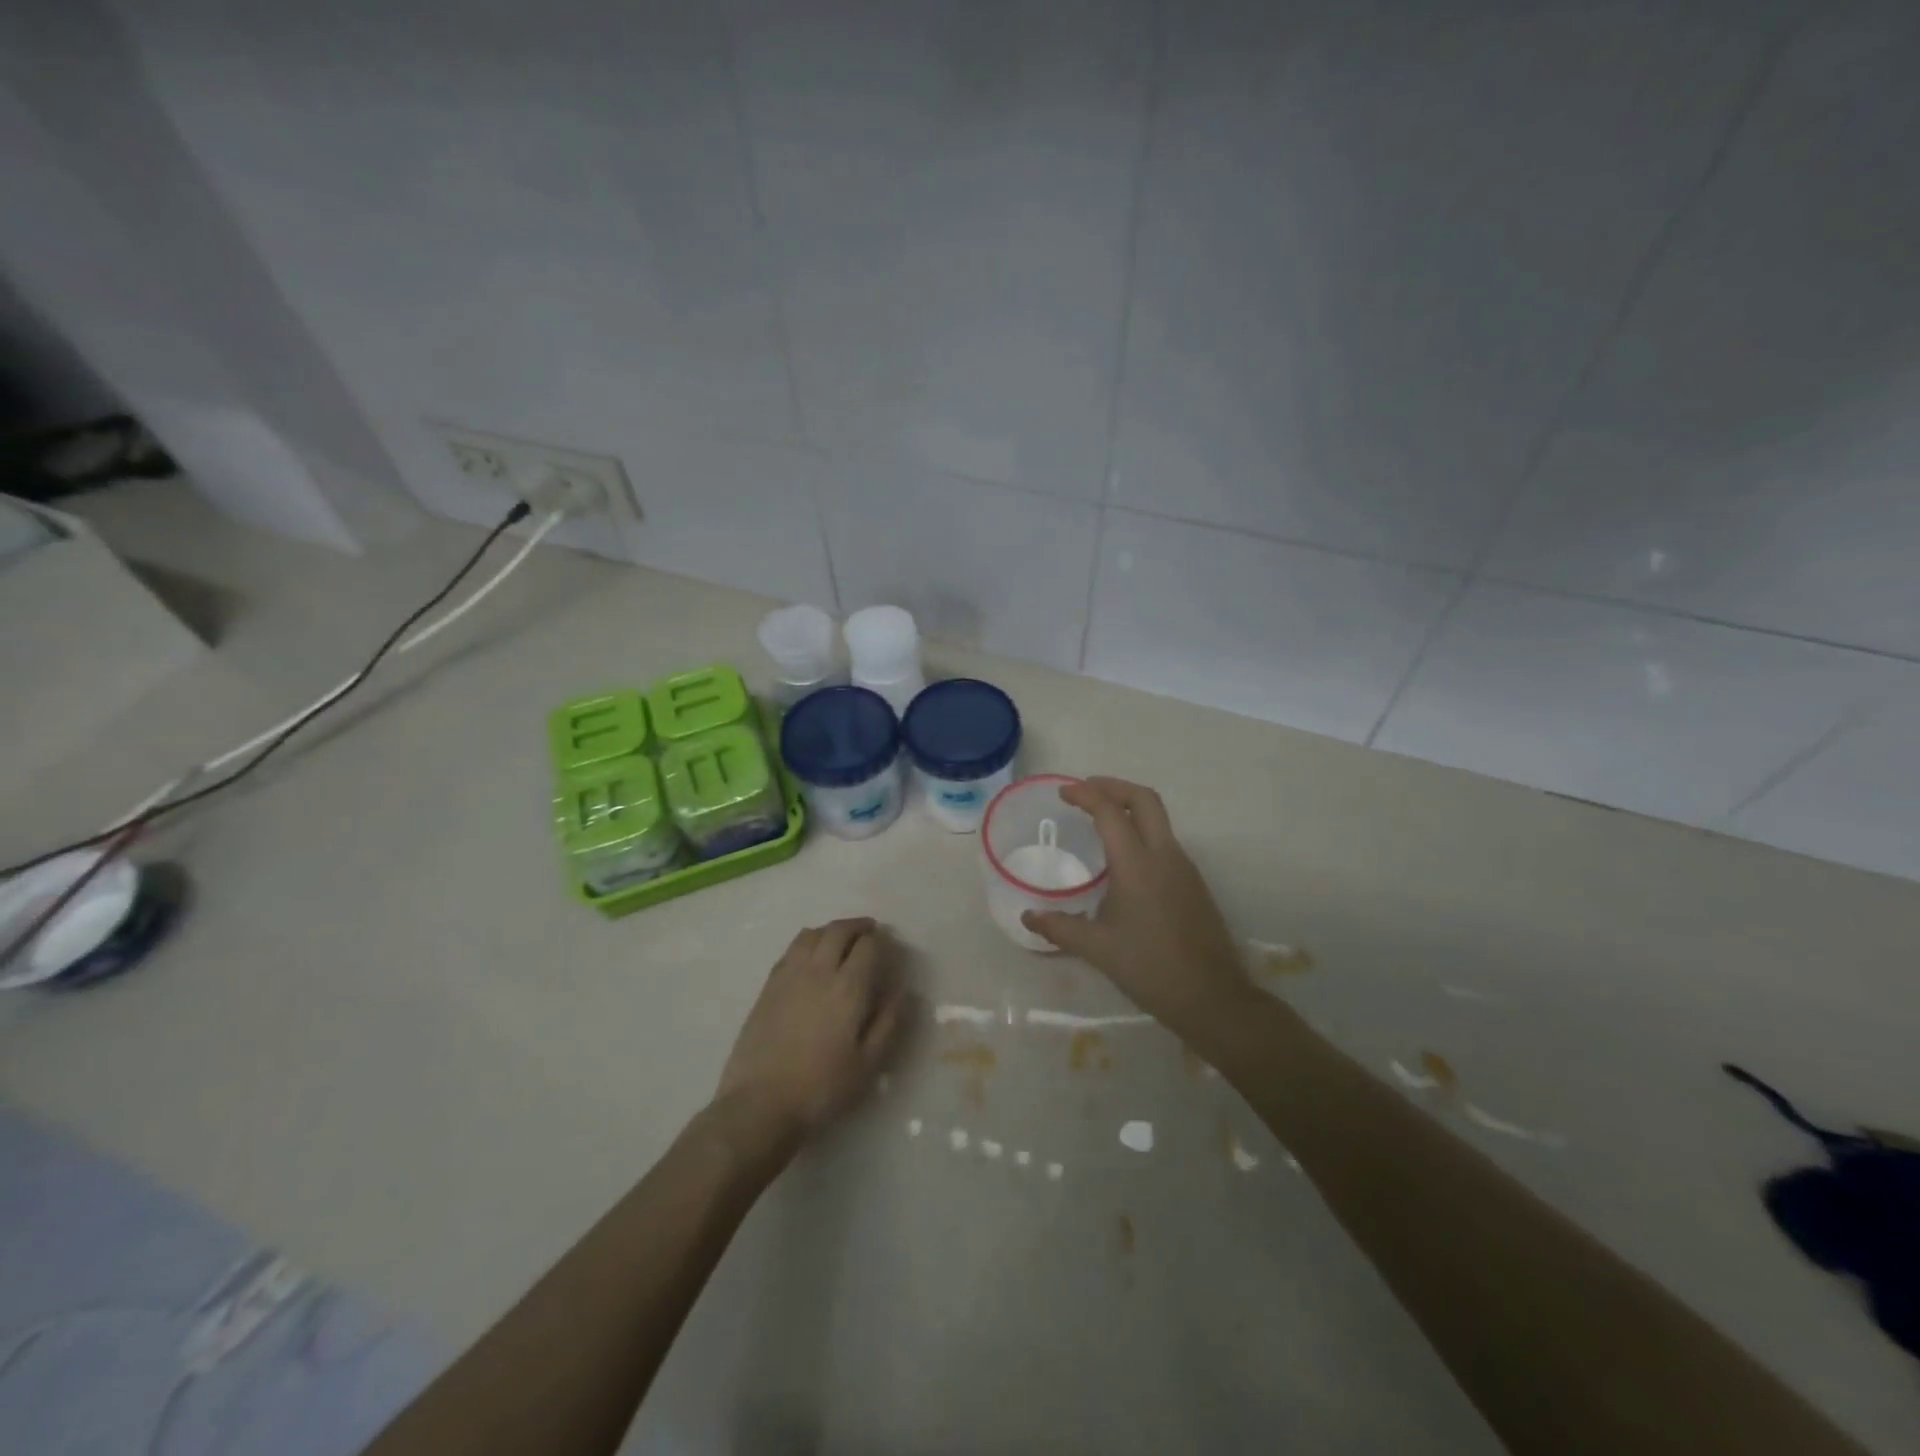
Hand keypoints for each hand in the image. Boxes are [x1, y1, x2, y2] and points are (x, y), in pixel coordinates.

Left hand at [713, 918, 906, 1151]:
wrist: (759, 1103)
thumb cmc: (821, 1088)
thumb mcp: (867, 1064)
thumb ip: (888, 1022)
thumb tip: (903, 990)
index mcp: (848, 988)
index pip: (868, 946)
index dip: (881, 940)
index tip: (889, 945)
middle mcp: (819, 971)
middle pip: (839, 931)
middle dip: (857, 926)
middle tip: (869, 931)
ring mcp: (789, 975)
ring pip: (812, 934)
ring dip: (831, 930)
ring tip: (841, 938)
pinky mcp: (768, 986)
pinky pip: (791, 949)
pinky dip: (808, 942)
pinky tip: (811, 955)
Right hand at [1022, 778, 1252, 1042]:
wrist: (1211, 997)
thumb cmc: (1150, 968)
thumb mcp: (1098, 949)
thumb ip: (1060, 928)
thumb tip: (1028, 916)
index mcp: (1137, 865)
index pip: (1110, 812)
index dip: (1085, 794)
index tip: (1063, 793)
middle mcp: (1165, 855)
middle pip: (1144, 799)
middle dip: (1114, 787)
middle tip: (1086, 791)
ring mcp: (1184, 868)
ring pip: (1159, 819)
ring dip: (1130, 808)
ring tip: (1101, 820)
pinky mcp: (1194, 883)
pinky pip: (1165, 841)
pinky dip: (1142, 831)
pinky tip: (1124, 859)